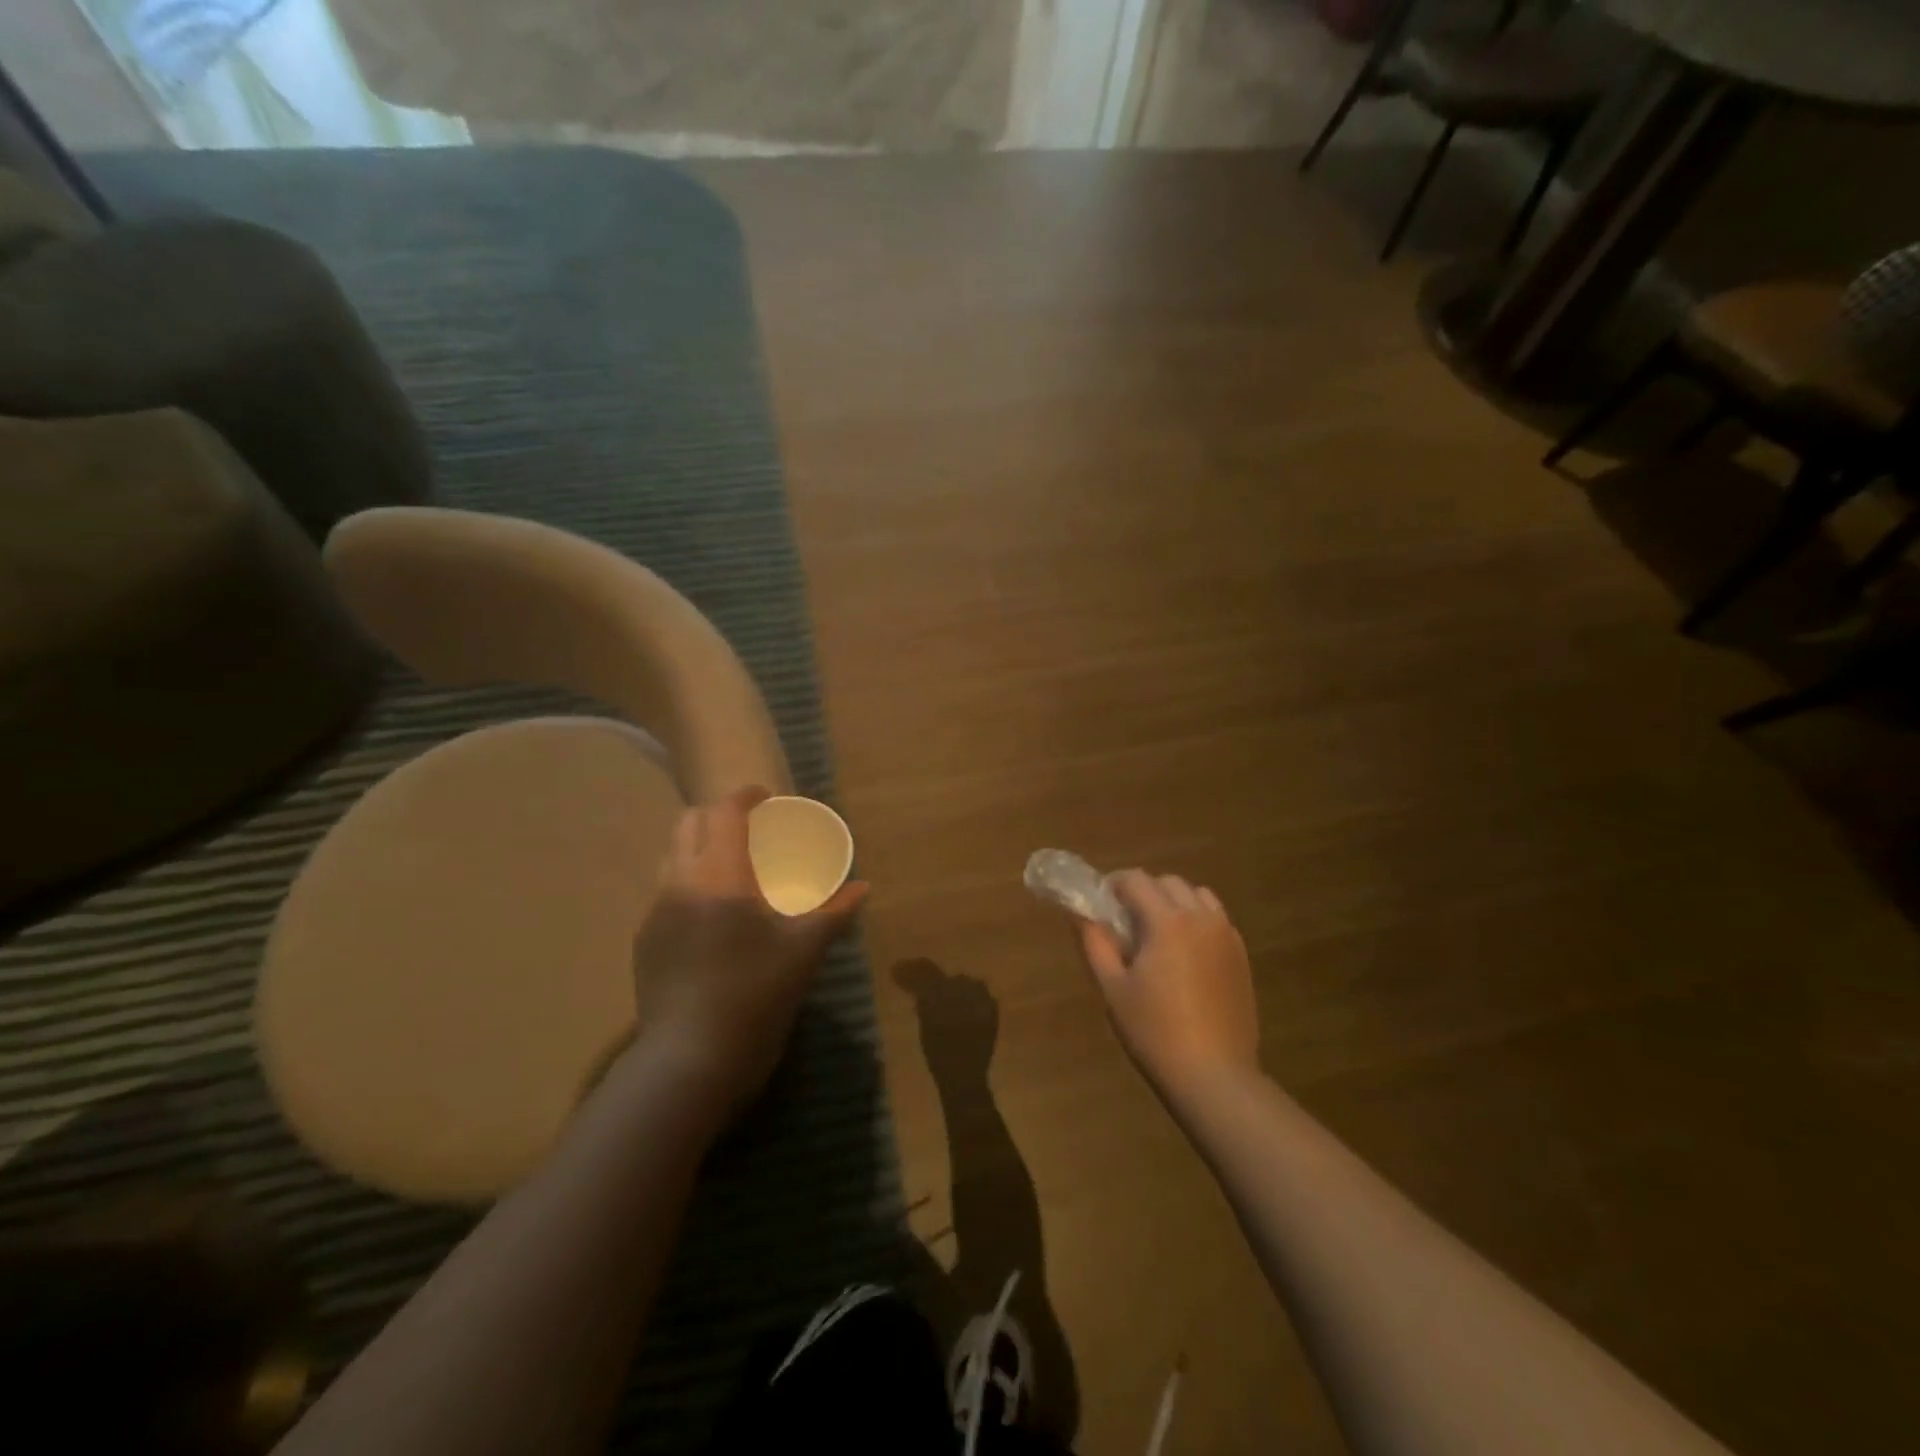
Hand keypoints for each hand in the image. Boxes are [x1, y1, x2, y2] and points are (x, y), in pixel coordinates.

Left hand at [630, 787, 867, 1115]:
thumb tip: (863, 888)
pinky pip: (666, 891)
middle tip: (750, 830)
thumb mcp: (804, 951)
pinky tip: (712, 914)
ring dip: (699, 846)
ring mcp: (656, 913)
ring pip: (672, 856)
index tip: (767, 798)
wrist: (689, 1061)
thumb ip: (834, 912)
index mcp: (720, 876)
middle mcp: (680, 883)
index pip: (724, 813)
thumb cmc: (755, 996)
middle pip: (688, 824)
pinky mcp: (645, 942)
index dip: (745, 797)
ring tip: (731, 867)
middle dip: (718, 815)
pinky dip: (689, 881)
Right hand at [1077, 871, 1258, 1095]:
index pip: (1136, 879)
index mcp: (1168, 921)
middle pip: (1168, 882)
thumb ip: (1095, 943)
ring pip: (1197, 896)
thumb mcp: (1113, 988)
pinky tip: (1184, 953)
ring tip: (1157, 933)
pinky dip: (1196, 919)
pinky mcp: (1241, 956)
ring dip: (1173, 901)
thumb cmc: (1155, 1031)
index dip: (1113, 884)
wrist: (1214, 1076)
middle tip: (1125, 921)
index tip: (1100, 903)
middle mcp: (1201, 918)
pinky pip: (1216, 919)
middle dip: (1143, 891)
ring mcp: (1226, 936)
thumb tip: (1081, 913)